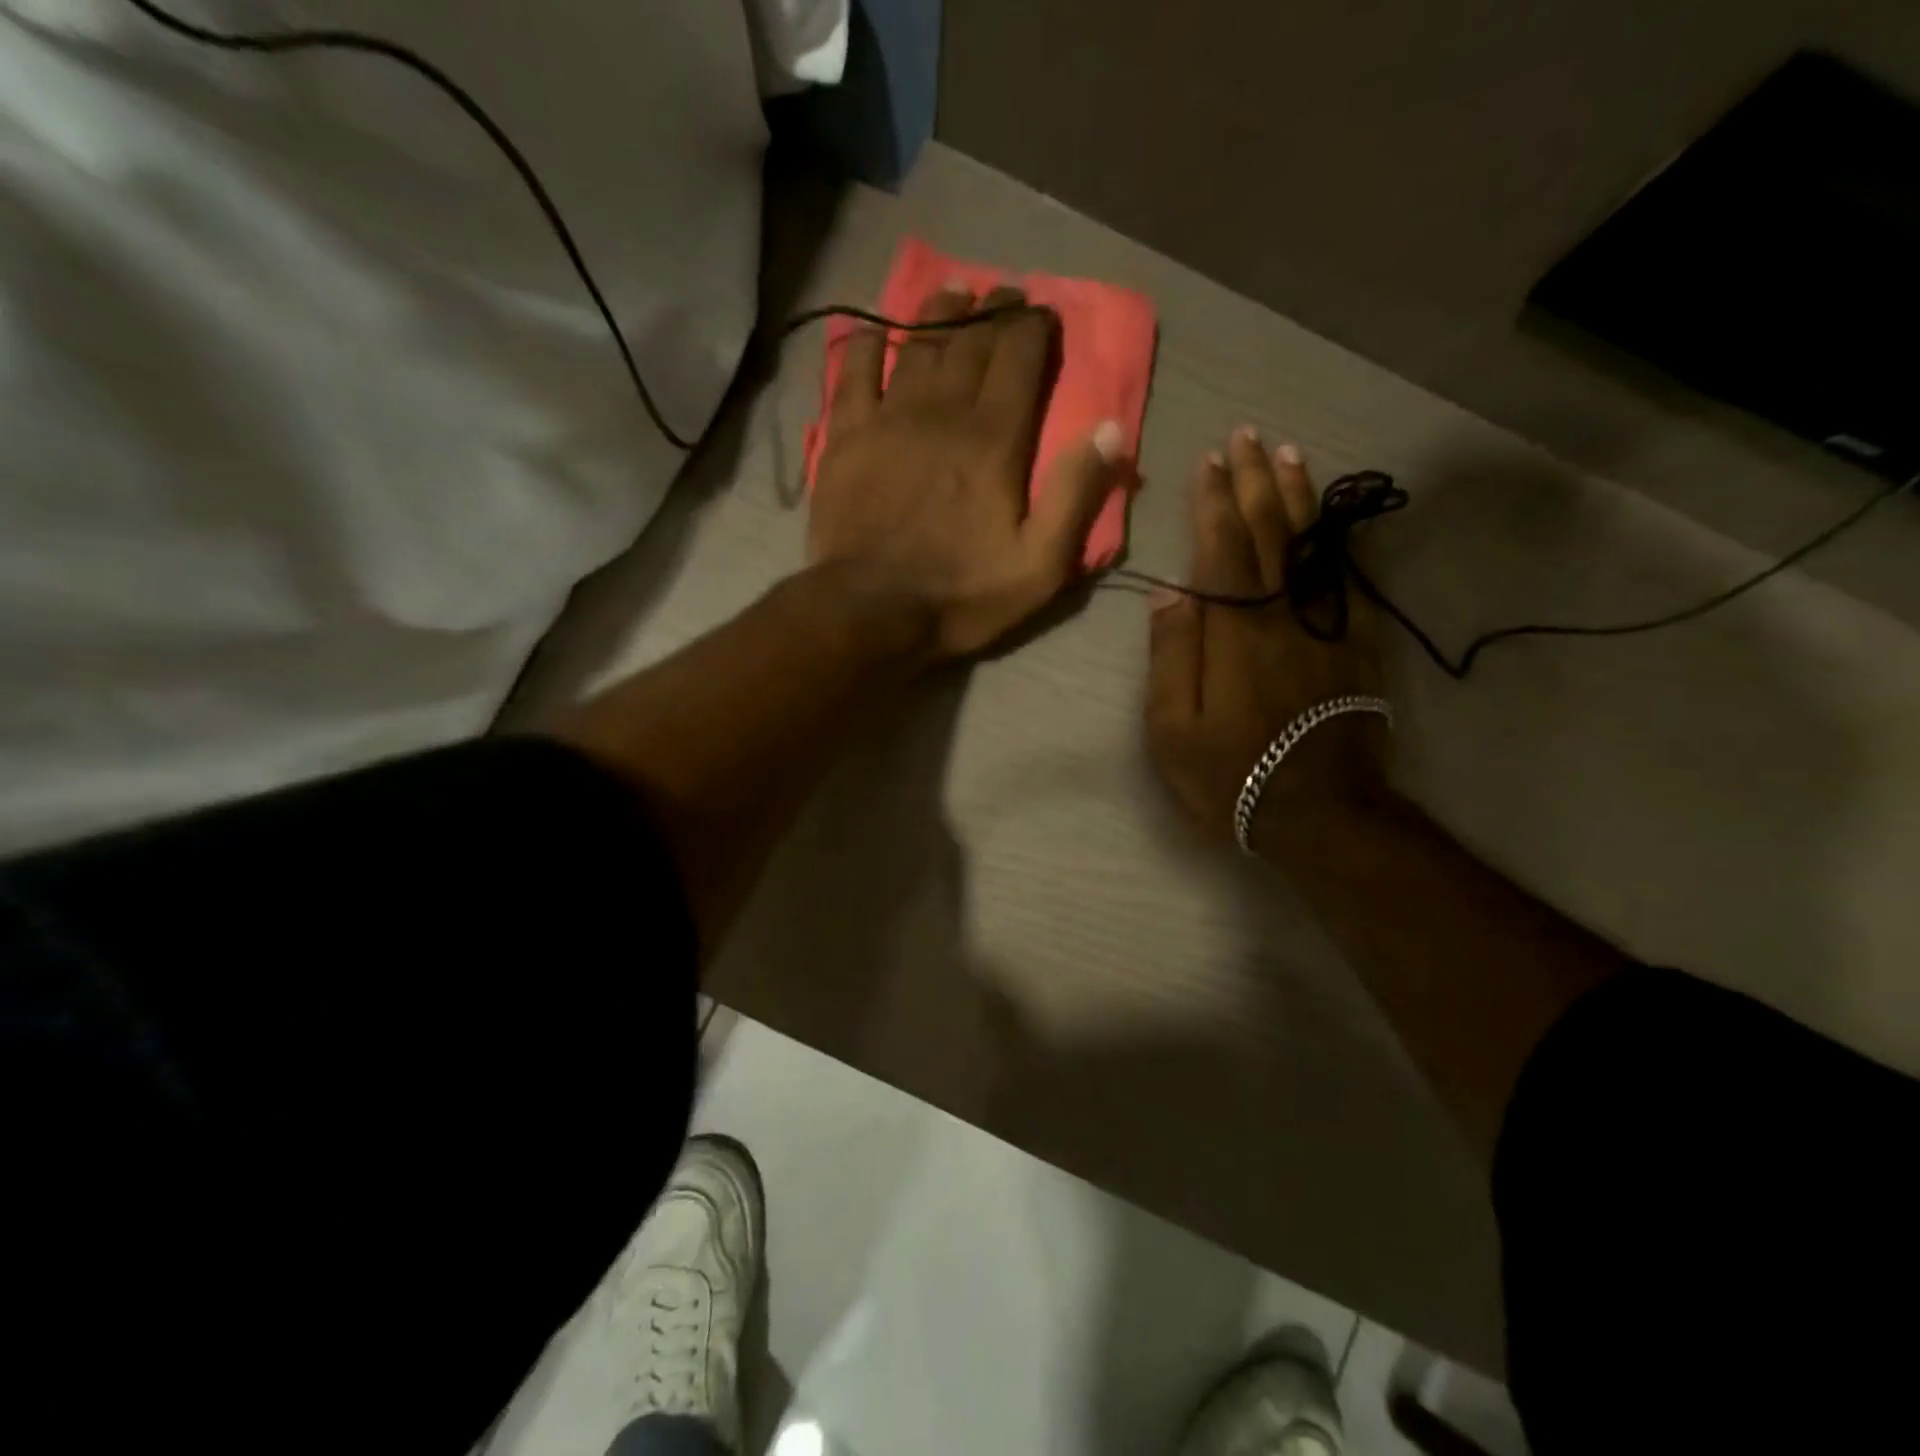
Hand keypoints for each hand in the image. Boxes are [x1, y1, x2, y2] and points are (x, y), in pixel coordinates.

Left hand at [808, 282, 1124, 659]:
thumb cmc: (961, 595)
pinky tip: (876, 328)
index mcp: (994, 439)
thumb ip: (1075, 495)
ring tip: (953, 293)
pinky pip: (855, 373)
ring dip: (939, 313)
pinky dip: (867, 344)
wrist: (870, 612)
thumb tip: (1111, 428)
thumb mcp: (1040, 564)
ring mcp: (888, 420)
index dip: (1033, 327)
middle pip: (971, 342)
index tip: (1042, 312)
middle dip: (993, 311)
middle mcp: (942, 413)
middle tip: (1004, 294)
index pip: (1019, 358)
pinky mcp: (845, 437)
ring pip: (917, 345)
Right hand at [1144, 429, 1388, 854]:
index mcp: (1235, 632)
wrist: (1319, 811)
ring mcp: (1325, 626)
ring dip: (1298, 495)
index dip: (1215, 502)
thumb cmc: (1231, 774)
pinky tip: (1330, 516)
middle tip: (1247, 435)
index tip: (1209, 461)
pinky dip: (1337, 538)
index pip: (1224, 549)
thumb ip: (1171, 657)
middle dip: (1255, 481)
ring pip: (1312, 545)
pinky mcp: (1355, 643)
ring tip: (1288, 454)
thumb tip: (1169, 594)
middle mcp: (1283, 614)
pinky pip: (1348, 577)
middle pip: (1270, 533)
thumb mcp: (1173, 729)